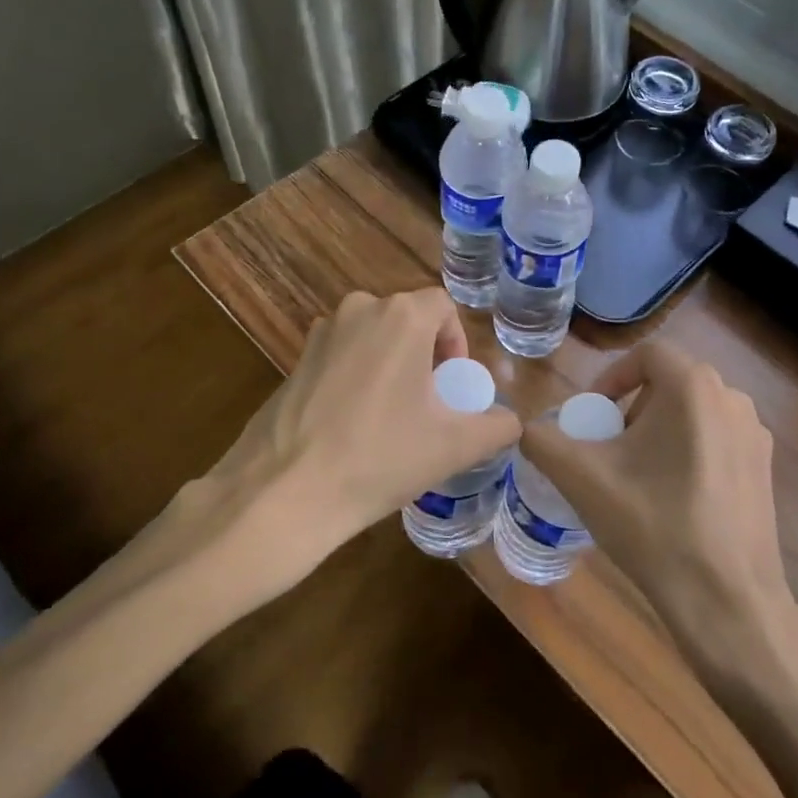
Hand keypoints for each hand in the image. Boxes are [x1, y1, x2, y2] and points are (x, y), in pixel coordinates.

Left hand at [180, 289, 520, 601]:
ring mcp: (320, 332)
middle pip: (407, 319)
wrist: (286, 492)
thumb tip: (511, 422)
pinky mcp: (294, 359)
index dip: (456, 341)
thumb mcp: (454, 446)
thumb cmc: (380, 457)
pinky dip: (356, 376)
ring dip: (390, 364)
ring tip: (391, 416)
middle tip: (428, 403)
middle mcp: (359, 309)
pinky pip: (341, 355)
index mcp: (401, 316)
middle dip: (424, 354)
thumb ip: (497, 427)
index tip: (452, 385)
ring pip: (372, 337)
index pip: (443, 306)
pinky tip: (352, 423)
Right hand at [521, 341, 794, 659]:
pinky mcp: (765, 469)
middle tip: (608, 449)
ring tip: (636, 476)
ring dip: (658, 432)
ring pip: (693, 414)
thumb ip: (543, 441)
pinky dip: (688, 453)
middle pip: (669, 384)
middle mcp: (732, 398)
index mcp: (693, 387)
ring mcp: (755, 435)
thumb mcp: (582, 478)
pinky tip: (672, 499)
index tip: (591, 417)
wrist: (726, 600)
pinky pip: (716, 441)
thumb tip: (528, 428)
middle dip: (631, 409)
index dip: (610, 379)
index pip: (645, 356)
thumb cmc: (653, 526)